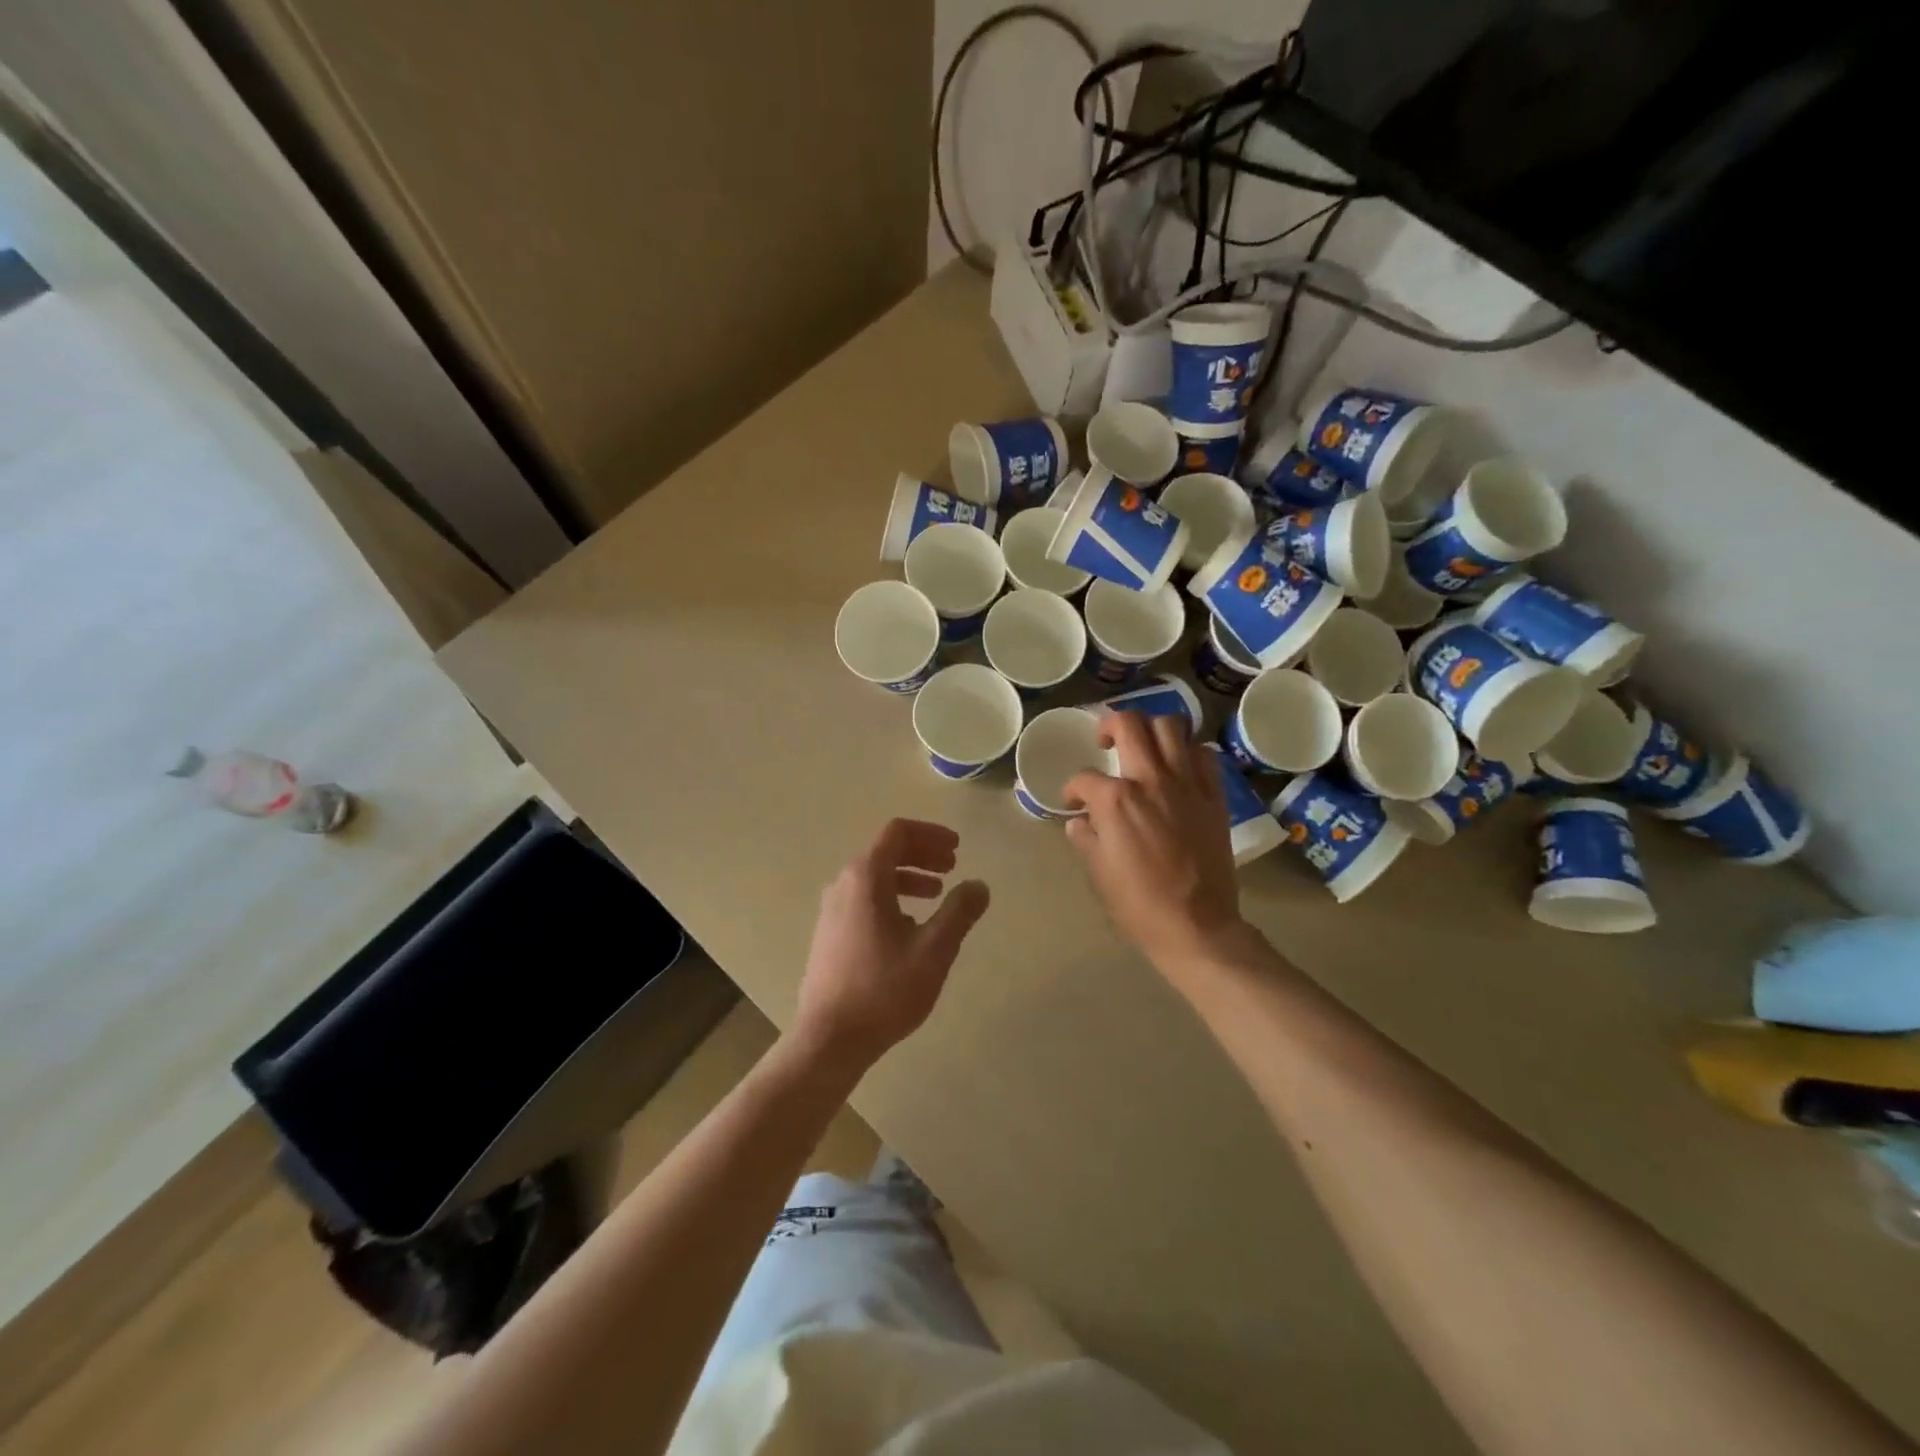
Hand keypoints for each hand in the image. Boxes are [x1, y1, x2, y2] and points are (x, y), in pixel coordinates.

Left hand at [791, 819, 989, 1074]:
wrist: (829, 1039)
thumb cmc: (884, 989)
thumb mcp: (933, 949)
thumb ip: (959, 912)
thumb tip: (979, 885)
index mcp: (865, 878)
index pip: (897, 832)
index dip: (930, 834)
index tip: (958, 849)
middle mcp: (843, 884)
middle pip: (885, 851)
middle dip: (922, 854)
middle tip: (953, 867)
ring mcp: (832, 910)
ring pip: (874, 877)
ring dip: (908, 877)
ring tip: (937, 895)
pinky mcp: (829, 933)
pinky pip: (864, 899)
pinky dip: (891, 897)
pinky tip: (910, 927)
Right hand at [1064, 712, 1246, 973]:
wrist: (1196, 925)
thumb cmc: (1138, 904)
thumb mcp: (1098, 872)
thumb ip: (1086, 837)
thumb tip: (1079, 821)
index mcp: (1116, 799)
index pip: (1084, 778)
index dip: (1073, 788)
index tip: (1074, 801)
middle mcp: (1151, 779)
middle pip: (1129, 724)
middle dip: (1110, 724)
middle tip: (1105, 740)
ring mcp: (1187, 784)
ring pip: (1171, 726)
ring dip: (1152, 727)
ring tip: (1144, 743)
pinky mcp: (1214, 796)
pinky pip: (1205, 754)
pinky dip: (1189, 751)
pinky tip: (1179, 765)